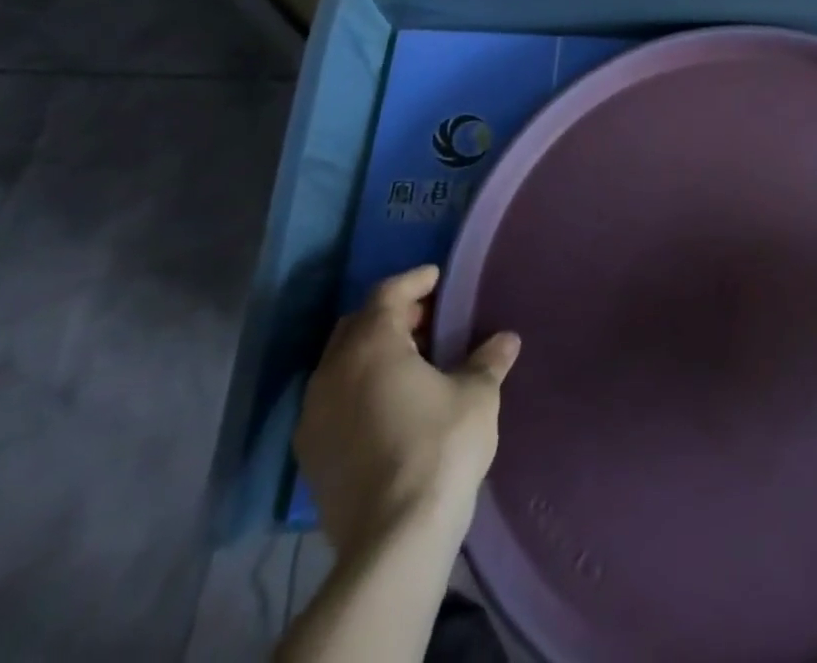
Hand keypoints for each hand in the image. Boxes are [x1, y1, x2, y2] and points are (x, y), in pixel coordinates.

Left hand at [294, 265, 520, 560]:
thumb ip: (488, 360)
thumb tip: (506, 339)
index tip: (438, 277)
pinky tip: (389, 404)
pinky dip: (358, 388)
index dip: (415, 281)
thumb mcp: (477, 395)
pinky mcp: (311, 455)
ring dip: (372, 353)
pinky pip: (333, 400)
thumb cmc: (439, 447)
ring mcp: (314, 416)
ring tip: (412, 362)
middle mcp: (332, 373)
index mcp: (371, 346)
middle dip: (391, 315)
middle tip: (428, 320)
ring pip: (340, 364)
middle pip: (357, 324)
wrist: (393, 540)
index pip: (388, 294)